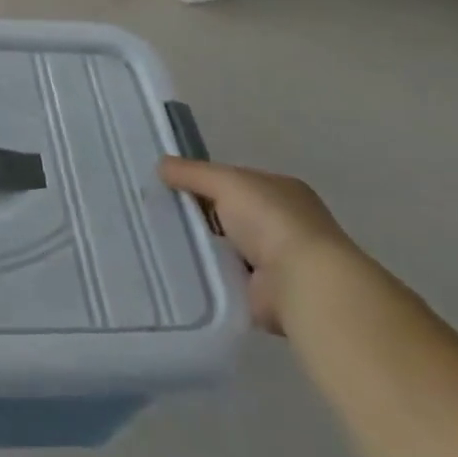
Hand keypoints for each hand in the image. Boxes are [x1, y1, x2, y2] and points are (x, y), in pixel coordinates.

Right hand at [159, 159, 363, 334]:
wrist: (302, 283)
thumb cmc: (271, 220)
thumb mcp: (227, 182)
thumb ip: (193, 173)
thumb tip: (160, 164)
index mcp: (281, 191)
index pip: (235, 181)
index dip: (203, 181)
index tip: (168, 186)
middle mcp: (282, 223)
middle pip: (228, 213)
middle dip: (198, 215)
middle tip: (155, 213)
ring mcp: (275, 260)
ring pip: (224, 245)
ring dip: (201, 246)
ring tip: (158, 241)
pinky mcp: (263, 292)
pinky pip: (225, 276)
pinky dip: (207, 273)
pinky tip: (177, 269)